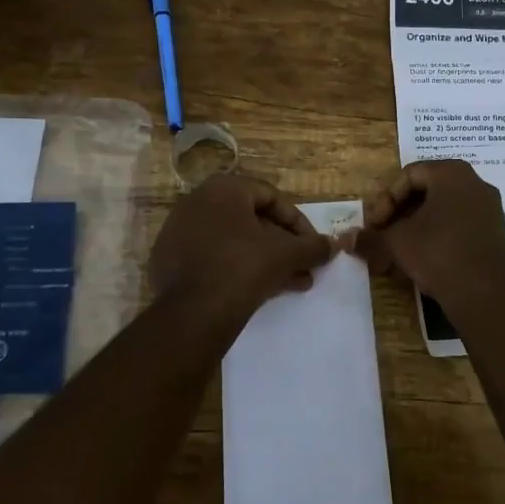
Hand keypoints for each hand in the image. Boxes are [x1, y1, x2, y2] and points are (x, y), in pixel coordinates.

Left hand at [149, 174, 334, 320]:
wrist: (192, 314)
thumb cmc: (243, 268)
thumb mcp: (286, 255)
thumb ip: (313, 246)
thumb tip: (335, 245)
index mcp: (223, 189)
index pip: (271, 198)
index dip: (299, 224)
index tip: (313, 247)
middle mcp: (196, 202)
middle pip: (252, 221)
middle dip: (283, 246)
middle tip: (304, 267)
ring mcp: (178, 232)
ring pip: (234, 242)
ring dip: (266, 260)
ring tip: (292, 284)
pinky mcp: (169, 261)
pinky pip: (213, 258)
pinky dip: (237, 269)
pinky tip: (260, 292)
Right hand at [355, 160, 504, 310]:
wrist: (484, 294)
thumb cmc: (437, 253)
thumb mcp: (397, 242)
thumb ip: (370, 237)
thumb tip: (345, 239)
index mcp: (452, 173)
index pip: (409, 175)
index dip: (385, 199)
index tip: (375, 225)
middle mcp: (475, 183)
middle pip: (427, 191)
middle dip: (399, 215)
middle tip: (383, 235)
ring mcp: (489, 208)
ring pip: (442, 211)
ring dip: (416, 228)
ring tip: (398, 252)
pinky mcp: (495, 232)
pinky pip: (458, 226)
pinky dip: (436, 237)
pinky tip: (421, 261)